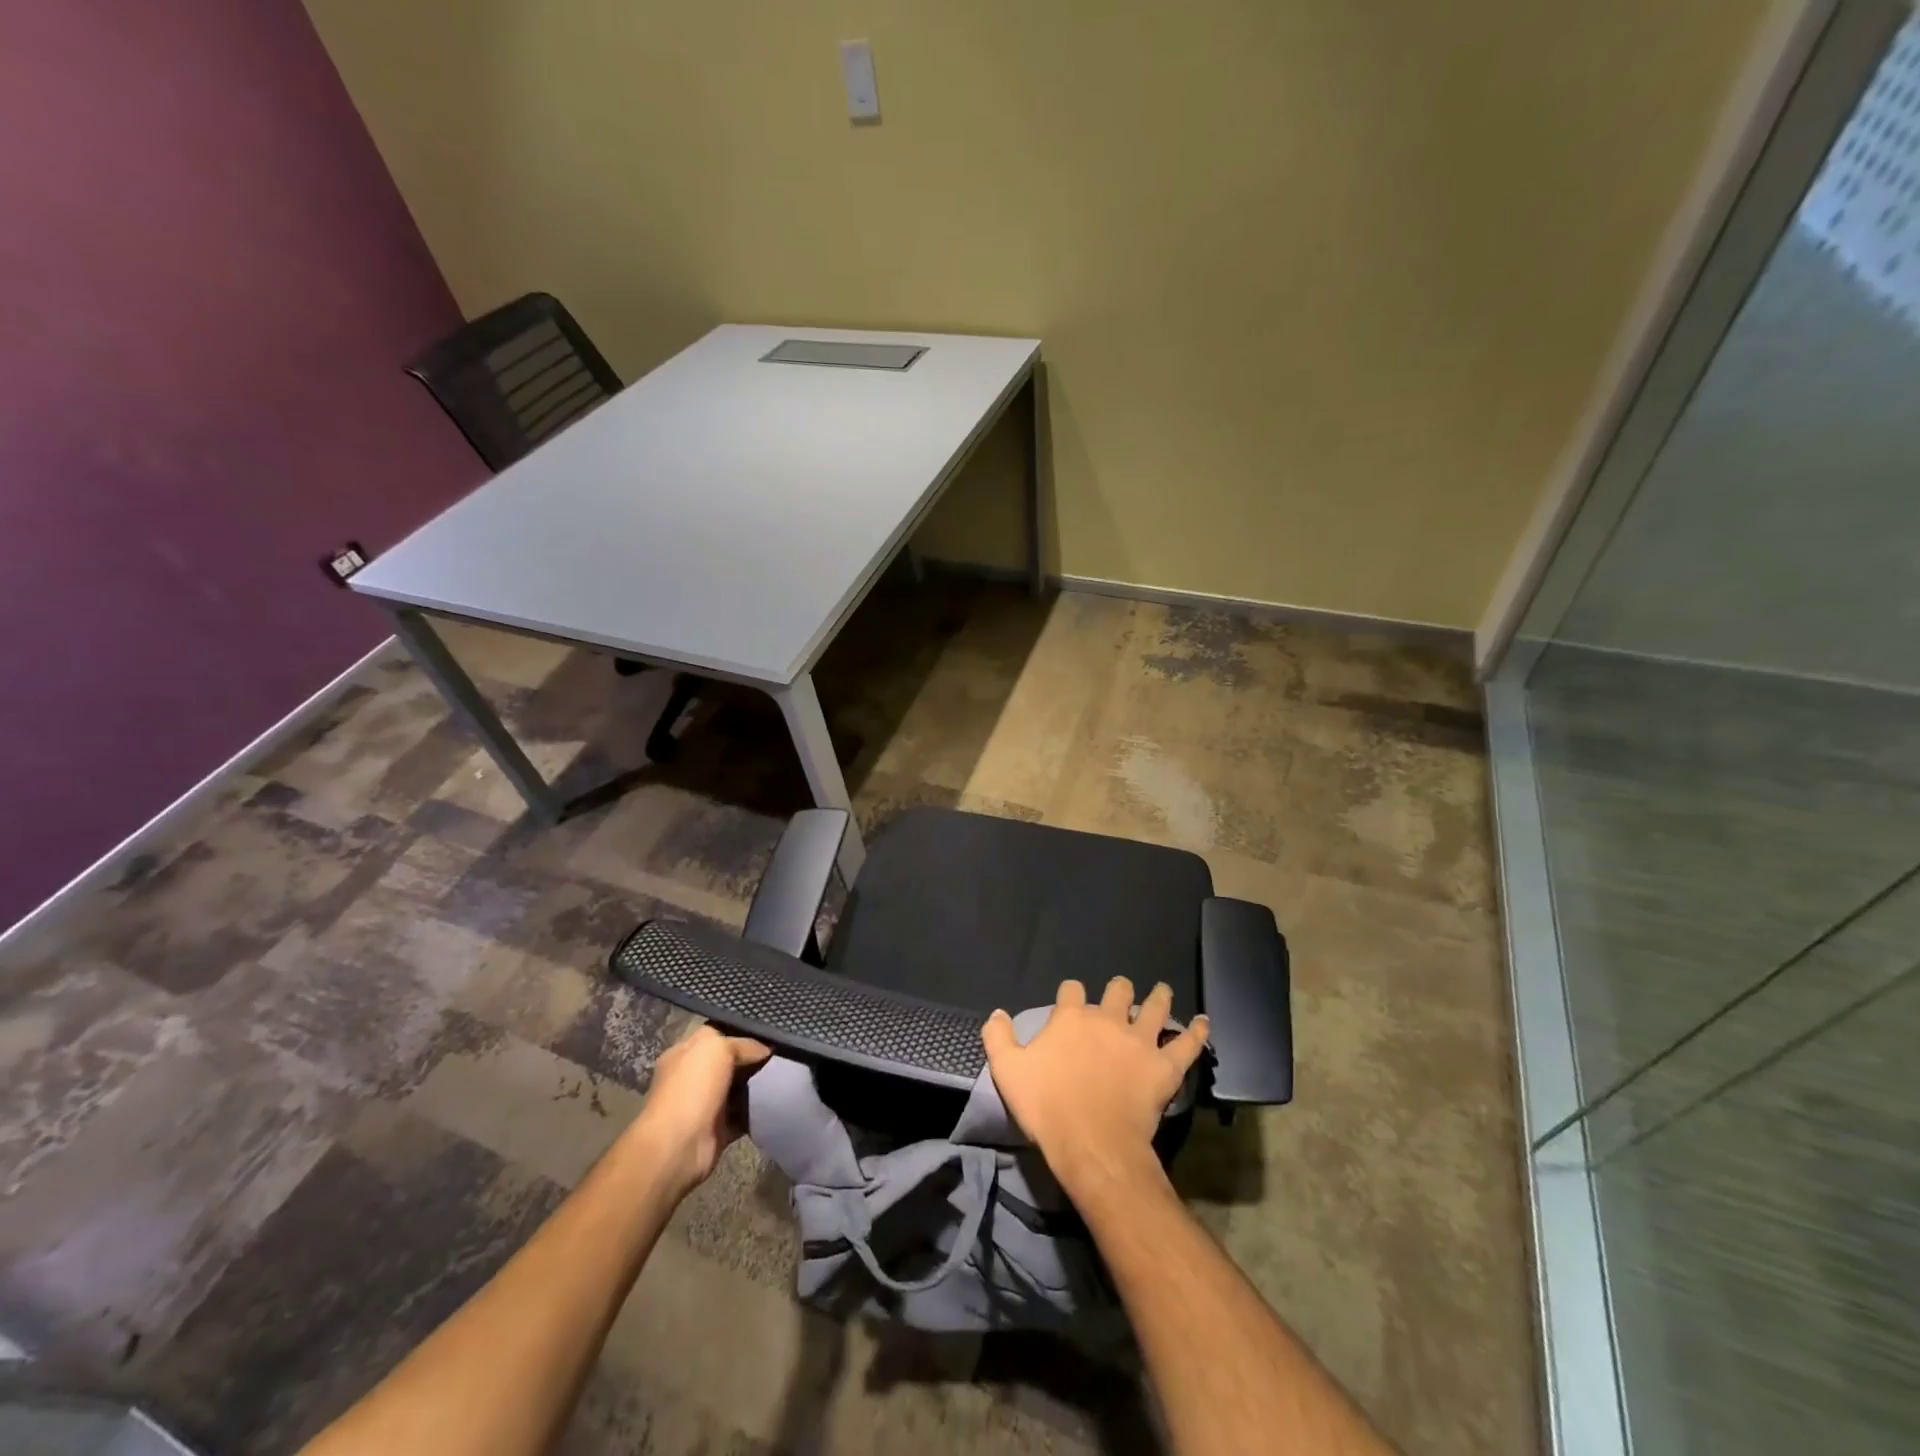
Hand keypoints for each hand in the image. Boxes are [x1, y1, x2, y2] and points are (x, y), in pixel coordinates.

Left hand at [631, 1023, 769, 1194]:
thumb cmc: (693, 1088)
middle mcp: (693, 1076)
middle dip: (753, 1058)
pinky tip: (776, 1101)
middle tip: (781, 1054)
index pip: (717, 1034)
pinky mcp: (718, 1129)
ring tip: (785, 1075)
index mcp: (686, 1052)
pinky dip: (757, 1111)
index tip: (769, 1033)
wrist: (678, 1147)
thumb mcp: (718, 1048)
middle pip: (730, 1061)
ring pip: (739, 1088)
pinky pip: (744, 1115)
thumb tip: (766, 1050)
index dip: (742, 1032)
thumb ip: (744, 1044)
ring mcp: (705, 1104)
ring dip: (757, 1085)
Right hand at [982, 978, 1208, 1194]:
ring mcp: (1139, 1040)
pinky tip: (1205, 1023)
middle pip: (1117, 990)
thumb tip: (997, 1012)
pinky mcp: (1164, 1065)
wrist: (1091, 1143)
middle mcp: (1107, 1019)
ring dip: (1159, 997)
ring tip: (1163, 991)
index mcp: (1071, 1017)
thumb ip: (998, 1036)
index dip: (1071, 993)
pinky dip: (1197, 1032)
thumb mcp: (1007, 1070)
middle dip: (1118, 990)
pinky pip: (1187, 1043)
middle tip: (1120, 994)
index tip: (1071, 1000)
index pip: (1071, 989)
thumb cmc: (1046, 1106)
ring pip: (1154, 1007)